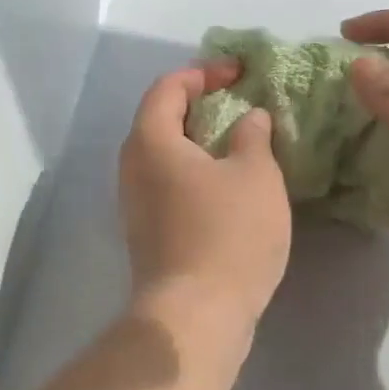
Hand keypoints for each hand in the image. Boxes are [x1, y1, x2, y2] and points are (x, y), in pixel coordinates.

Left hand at [118, 62, 291, 334]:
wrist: (196, 316)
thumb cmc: (228, 234)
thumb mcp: (255, 175)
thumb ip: (252, 136)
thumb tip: (249, 117)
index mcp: (151, 142)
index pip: (168, 88)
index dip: (203, 73)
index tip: (240, 74)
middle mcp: (132, 168)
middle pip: (160, 120)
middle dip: (200, 106)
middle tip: (240, 105)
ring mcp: (135, 205)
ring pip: (165, 157)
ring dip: (200, 143)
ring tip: (240, 144)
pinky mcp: (147, 234)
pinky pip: (169, 186)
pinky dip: (196, 173)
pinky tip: (228, 186)